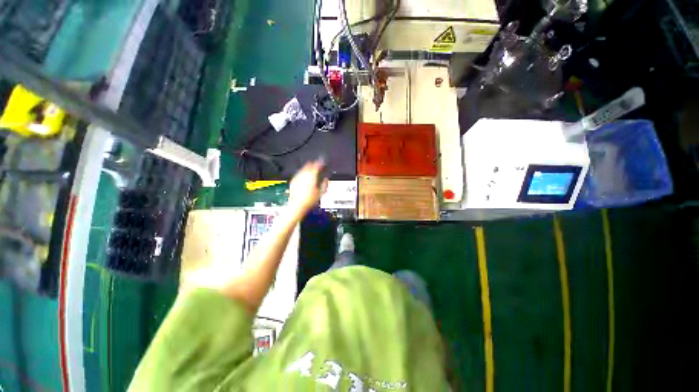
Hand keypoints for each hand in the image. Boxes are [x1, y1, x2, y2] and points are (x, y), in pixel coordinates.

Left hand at [288, 161, 327, 214]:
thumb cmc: (308, 201)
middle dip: (314, 164)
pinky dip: (303, 174)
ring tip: (312, 172)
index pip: (316, 165)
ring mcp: (297, 177)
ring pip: (303, 168)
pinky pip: (298, 174)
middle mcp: (303, 175)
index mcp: (311, 176)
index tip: (323, 164)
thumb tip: (326, 180)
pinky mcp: (293, 181)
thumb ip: (325, 184)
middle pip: (309, 165)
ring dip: (308, 169)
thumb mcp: (321, 193)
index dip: (321, 163)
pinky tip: (305, 178)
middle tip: (317, 167)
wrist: (297, 205)